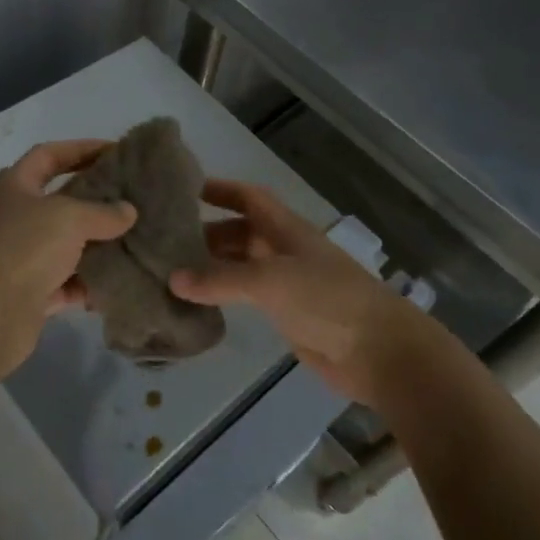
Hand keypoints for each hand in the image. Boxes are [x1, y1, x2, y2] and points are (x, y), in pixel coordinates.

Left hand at [0, 140, 136, 378]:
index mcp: (15, 186)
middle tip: (133, 198)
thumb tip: (128, 211)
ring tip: (134, 241)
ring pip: (66, 245)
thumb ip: (102, 212)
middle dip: (96, 200)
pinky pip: (66, 284)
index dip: (81, 149)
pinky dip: (87, 285)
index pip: (49, 155)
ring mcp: (20, 258)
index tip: (115, 151)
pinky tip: (116, 284)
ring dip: (96, 246)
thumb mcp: (69, 218)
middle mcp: (14, 218)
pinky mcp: (29, 294)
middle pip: (61, 201)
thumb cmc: (23, 248)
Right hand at [169, 179, 428, 404]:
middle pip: (239, 232)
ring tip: (169, 272)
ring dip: (210, 267)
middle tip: (161, 241)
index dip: (219, 189)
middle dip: (204, 233)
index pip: (248, 197)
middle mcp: (283, 249)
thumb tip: (172, 279)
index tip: (182, 189)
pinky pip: (245, 297)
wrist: (378, 350)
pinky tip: (196, 303)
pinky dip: (222, 296)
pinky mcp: (285, 314)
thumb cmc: (328, 299)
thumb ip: (221, 279)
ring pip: (240, 266)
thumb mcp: (271, 280)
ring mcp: (286, 283)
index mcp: (285, 229)